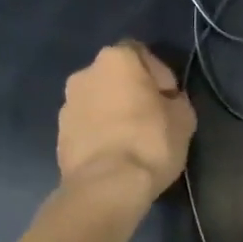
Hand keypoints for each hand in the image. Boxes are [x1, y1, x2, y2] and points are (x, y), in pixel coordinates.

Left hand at [57, 42, 196, 198]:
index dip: (158, 74)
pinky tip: (114, 154)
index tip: (168, 99)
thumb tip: (167, 102)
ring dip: (112, 112)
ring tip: (130, 139)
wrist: (105, 187)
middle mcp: (85, 73)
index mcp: (116, 59)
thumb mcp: (184, 117)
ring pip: (98, 101)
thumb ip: (175, 100)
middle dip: (132, 91)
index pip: (141, 54)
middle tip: (151, 117)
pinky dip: (99, 132)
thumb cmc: (150, 142)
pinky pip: (86, 125)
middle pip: (115, 76)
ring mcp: (67, 104)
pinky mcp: (58, 134)